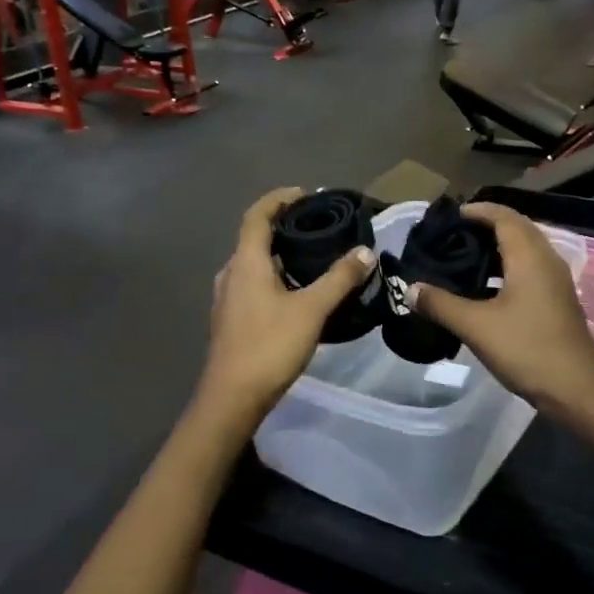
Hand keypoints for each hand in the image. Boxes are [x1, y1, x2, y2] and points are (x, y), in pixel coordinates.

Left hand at [199, 188, 376, 421]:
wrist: (232, 398)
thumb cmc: (269, 346)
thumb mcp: (312, 310)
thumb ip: (339, 279)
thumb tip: (365, 251)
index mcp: (246, 262)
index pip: (257, 215)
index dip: (279, 199)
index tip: (305, 195)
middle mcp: (231, 274)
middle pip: (254, 238)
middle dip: (284, 227)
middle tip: (317, 227)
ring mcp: (228, 298)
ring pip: (254, 265)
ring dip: (279, 255)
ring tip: (313, 258)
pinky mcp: (231, 319)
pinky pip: (253, 285)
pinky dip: (275, 278)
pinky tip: (297, 294)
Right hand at [408, 204, 593, 417]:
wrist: (576, 390)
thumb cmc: (526, 349)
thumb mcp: (476, 326)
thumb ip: (441, 304)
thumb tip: (410, 288)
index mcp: (530, 256)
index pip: (503, 216)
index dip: (476, 211)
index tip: (448, 218)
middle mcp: (547, 260)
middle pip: (516, 228)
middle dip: (484, 226)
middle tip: (451, 237)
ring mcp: (556, 281)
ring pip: (524, 250)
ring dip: (496, 248)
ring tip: (462, 259)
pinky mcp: (557, 300)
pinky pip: (529, 269)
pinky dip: (506, 268)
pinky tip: (483, 289)